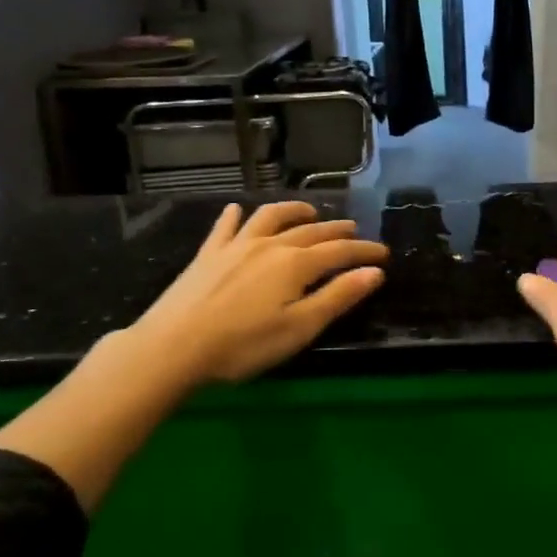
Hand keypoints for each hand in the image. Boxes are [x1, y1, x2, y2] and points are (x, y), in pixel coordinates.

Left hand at [131, 201, 387, 383]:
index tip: (383, 254)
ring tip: (309, 212)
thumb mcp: (300, 327)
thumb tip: (375, 272)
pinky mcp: (208, 254)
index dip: (364, 251)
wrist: (173, 346)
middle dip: (337, 230)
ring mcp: (236, 246)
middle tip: (354, 230)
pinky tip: (236, 210)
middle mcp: (270, 245)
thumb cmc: (244, 344)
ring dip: (294, 211)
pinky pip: (225, 226)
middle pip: (311, 231)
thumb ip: (338, 297)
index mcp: (296, 264)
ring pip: (271, 218)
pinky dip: (236, 215)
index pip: (340, 251)